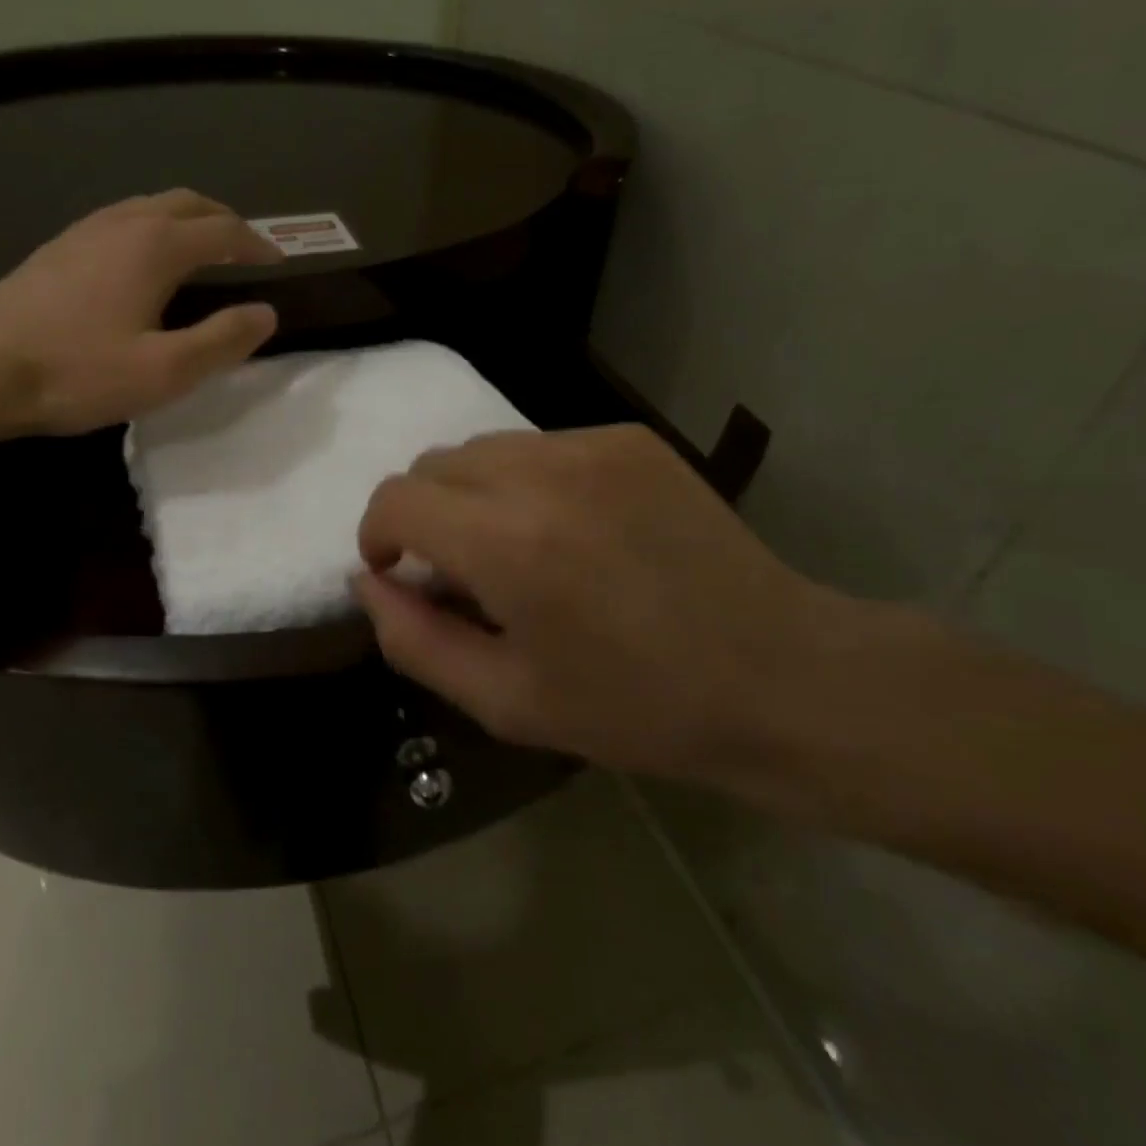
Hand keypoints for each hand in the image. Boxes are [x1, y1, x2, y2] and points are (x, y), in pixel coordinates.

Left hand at [0, 188, 282, 437]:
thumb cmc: (78, 373)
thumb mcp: (165, 371)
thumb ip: (222, 340)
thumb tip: (266, 313)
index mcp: (156, 246)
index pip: (224, 231)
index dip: (257, 244)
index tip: (278, 262)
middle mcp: (124, 223)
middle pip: (188, 203)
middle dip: (225, 220)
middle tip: (246, 249)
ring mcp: (86, 230)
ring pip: (152, 205)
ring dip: (188, 219)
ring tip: (204, 250)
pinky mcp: (59, 246)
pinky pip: (123, 218)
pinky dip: (154, 227)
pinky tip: (145, 260)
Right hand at [352, 424, 850, 783]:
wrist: (778, 675)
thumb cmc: (634, 707)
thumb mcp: (504, 701)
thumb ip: (413, 639)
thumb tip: (367, 582)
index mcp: (507, 543)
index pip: (396, 498)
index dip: (379, 534)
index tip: (399, 572)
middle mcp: (542, 473)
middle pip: (434, 462)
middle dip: (425, 513)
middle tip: (465, 573)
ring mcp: (592, 445)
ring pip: (485, 448)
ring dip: (475, 494)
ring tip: (521, 550)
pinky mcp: (630, 438)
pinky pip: (542, 446)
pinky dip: (528, 482)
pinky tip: (574, 531)